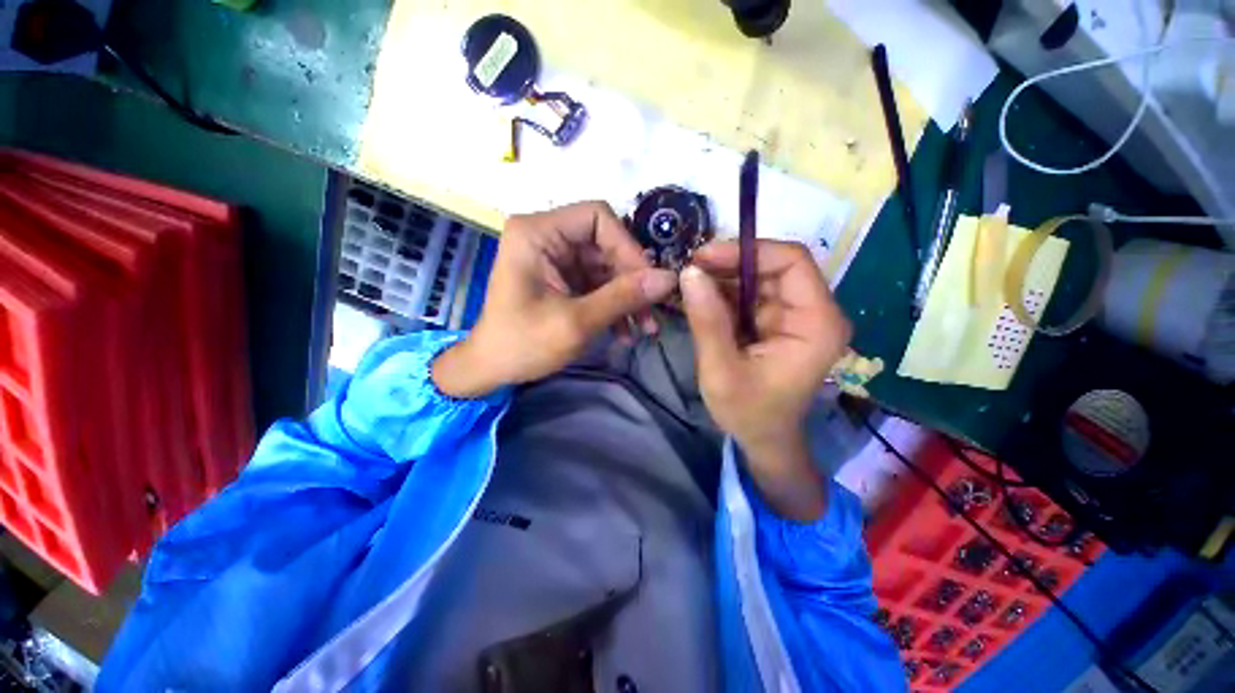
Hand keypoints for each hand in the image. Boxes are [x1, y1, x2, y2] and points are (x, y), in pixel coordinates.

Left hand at [434, 202, 676, 397]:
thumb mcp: (576, 322)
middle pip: (606, 243)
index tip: (648, 282)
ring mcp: (556, 258)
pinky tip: (625, 332)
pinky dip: (614, 305)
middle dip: (632, 280)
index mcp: (537, 232)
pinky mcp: (563, 278)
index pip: (598, 217)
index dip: (627, 246)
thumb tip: (669, 278)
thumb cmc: (523, 344)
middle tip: (652, 314)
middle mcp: (547, 236)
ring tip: (644, 329)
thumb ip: (623, 297)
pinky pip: (599, 283)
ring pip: (607, 266)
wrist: (492, 369)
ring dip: (628, 297)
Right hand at [680, 240, 851, 520]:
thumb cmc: (749, 413)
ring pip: (757, 278)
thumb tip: (689, 272)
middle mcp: (812, 312)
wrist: (763, 440)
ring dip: (721, 279)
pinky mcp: (775, 322)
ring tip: (687, 285)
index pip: (792, 262)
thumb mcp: (721, 371)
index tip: (704, 258)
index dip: (748, 251)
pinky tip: (697, 299)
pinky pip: (748, 295)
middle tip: (688, 271)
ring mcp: (793, 316)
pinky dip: (721, 294)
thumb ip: (707, 322)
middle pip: (772, 267)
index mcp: (815, 324)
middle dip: (728, 265)